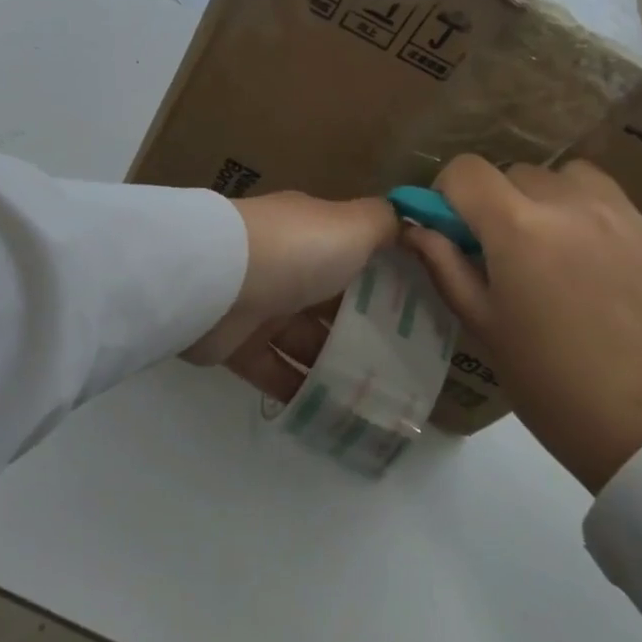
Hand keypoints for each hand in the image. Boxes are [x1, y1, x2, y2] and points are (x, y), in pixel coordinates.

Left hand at [185, 191, 398, 400]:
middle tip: (410, 369)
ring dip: (338, 368)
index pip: (356, 256)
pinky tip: (336, 416)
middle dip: (368, 332)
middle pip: (333, 303)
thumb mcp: (352, 226)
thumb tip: (410, 224)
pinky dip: (302, 392)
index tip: (425, 313)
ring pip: (307, 342)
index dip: (388, 282)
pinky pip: (277, 372)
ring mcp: (261, 306)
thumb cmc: (295, 251)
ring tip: (381, 403)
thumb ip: (384, 224)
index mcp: (312, 233)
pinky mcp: (238, 345)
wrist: (216, 281)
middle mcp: (287, 266)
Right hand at [404, 155, 641, 492]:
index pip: (465, 171)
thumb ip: (445, 266)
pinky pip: (601, 194)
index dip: (445, 194)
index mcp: (517, 227)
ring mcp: (616, 213)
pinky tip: (584, 254)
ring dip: (538, 198)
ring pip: (559, 176)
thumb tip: (415, 229)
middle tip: (496, 252)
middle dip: (491, 202)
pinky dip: (579, 207)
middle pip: (510, 172)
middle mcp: (567, 203)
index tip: (449, 231)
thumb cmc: (554, 385)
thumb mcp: (484, 327)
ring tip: (544, 245)